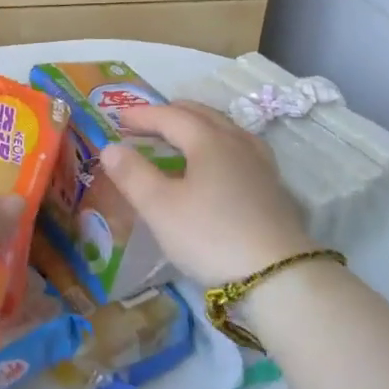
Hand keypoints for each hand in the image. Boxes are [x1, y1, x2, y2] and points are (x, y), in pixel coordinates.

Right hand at [102, 102, 314, 284]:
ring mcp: (260, 163)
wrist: (278, 274)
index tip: (119, 118)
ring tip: (183, 136)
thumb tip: (110, 147)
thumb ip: (133, 174)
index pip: (171, 116)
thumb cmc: (211, 236)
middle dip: (172, 113)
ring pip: (226, 129)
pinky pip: (240, 148)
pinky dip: (219, 144)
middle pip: (202, 115)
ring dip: (199, 125)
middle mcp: (237, 142)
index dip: (143, 115)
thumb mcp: (160, 208)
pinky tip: (220, 162)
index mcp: (208, 140)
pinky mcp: (273, 186)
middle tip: (148, 121)